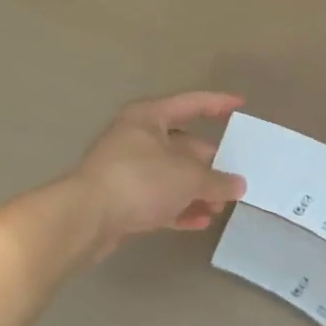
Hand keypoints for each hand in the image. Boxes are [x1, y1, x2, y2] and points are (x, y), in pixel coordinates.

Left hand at [62, 92, 246, 257]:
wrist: (84, 218)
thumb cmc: (139, 180)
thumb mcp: (188, 178)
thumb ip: (217, 181)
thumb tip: (238, 185)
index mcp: (150, 117)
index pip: (192, 103)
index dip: (218, 103)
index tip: (240, 105)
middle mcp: (137, 138)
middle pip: (184, 145)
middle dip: (211, 163)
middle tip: (236, 177)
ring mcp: (127, 170)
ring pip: (172, 175)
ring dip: (197, 190)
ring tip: (221, 207)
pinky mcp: (121, 199)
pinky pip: (158, 199)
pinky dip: (179, 208)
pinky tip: (200, 222)